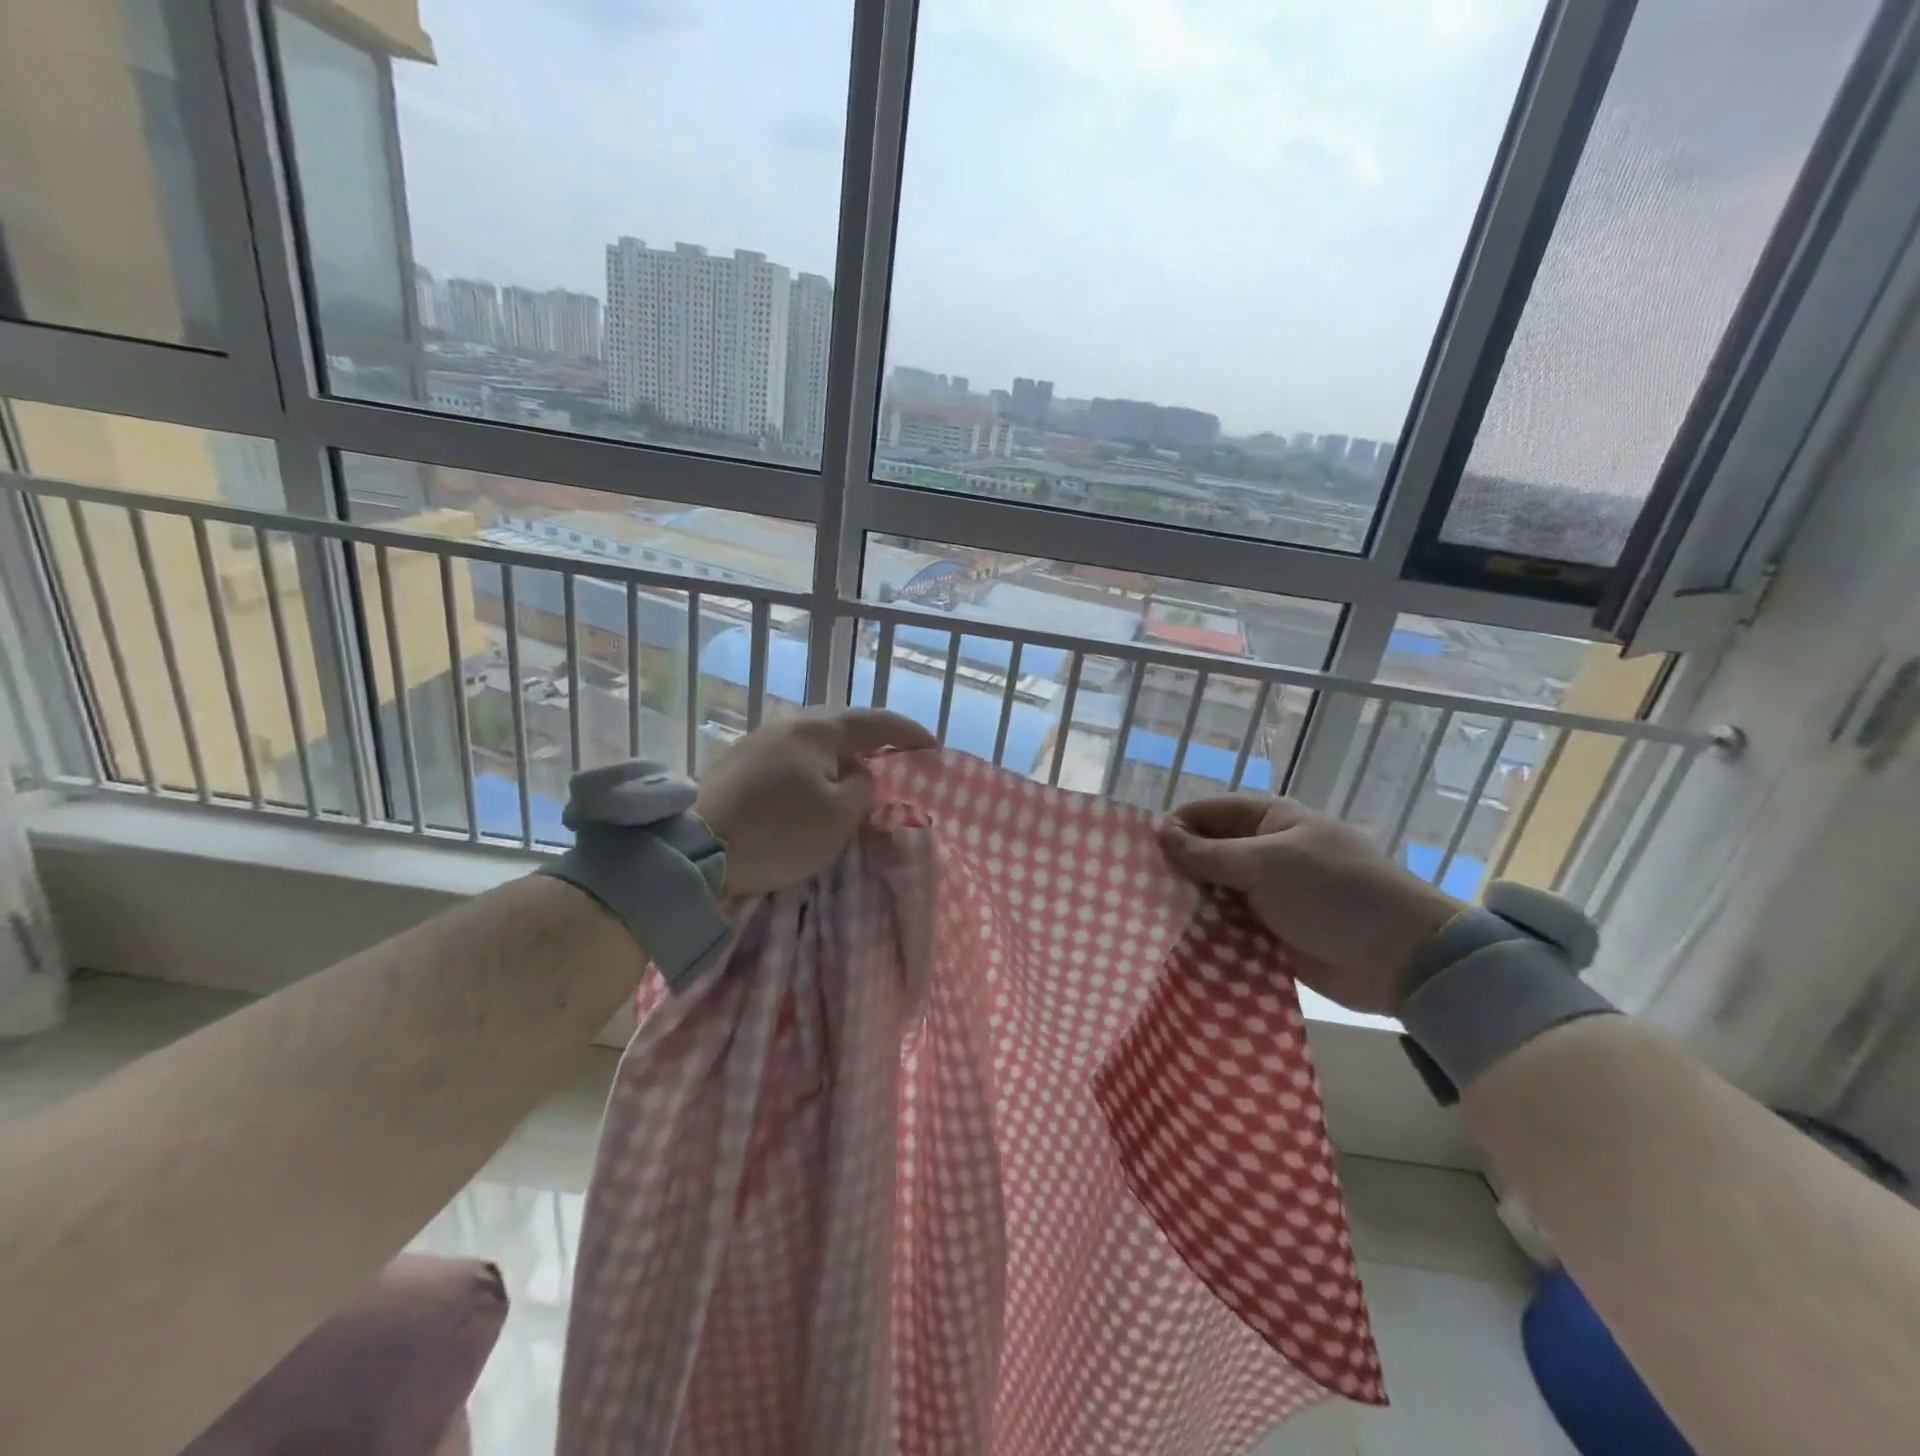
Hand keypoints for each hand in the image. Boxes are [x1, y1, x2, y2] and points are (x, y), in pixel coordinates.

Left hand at [694, 708, 935, 896]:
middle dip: (872, 739)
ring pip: (812, 741)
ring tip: (856, 772)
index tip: (932, 745)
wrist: (695, 851)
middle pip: (840, 724)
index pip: (874, 722)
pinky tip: (813, 785)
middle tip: (895, 756)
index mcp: (817, 730)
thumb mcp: (839, 817)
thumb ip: (863, 788)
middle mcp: (786, 724)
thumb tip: (858, 774)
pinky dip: (812, 766)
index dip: (907, 732)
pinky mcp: (736, 763)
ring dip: (839, 754)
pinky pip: (789, 756)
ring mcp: (757, 741)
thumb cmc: (778, 831)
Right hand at [1156, 794, 1458, 1014]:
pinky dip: (1206, 932)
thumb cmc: (1334, 893)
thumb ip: (1210, 853)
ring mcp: (1268, 894)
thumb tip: (1159, 833)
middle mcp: (1264, 852)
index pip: (1206, 814)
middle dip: (1176, 869)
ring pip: (1213, 893)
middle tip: (1138, 890)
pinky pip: (1228, 926)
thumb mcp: (1267, 863)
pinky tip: (1176, 942)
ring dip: (1188, 904)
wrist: (1402, 958)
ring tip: (1149, 918)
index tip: (1141, 854)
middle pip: (1206, 854)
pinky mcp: (1271, 933)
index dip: (1174, 828)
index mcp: (1269, 820)